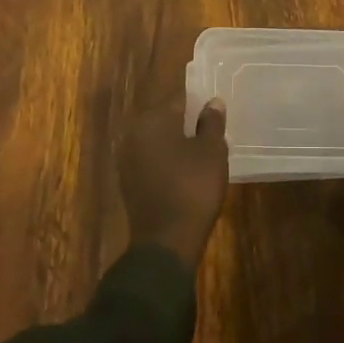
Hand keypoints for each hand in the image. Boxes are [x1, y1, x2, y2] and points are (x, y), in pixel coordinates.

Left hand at [118, 98, 228, 267]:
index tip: (216, 112)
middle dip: (187, 123)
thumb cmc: (193, 188)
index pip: (179, 100)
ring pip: (158, 141)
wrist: (166, 241)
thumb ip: (212, 123)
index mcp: (152, 120)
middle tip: (212, 132)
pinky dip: (168, 161)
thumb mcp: (212, 152)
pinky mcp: (129, 181)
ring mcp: (127, 159)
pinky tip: (187, 171)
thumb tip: (212, 102)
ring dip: (177, 143)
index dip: (200, 104)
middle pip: (166, 120)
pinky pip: (152, 160)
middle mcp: (133, 134)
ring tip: (203, 152)